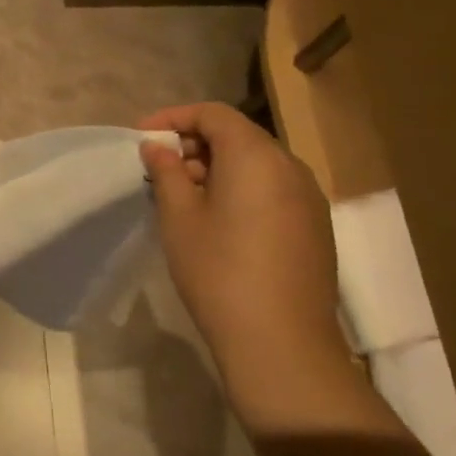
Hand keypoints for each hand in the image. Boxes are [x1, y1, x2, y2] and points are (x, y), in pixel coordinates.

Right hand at [139, 102, 347, 393]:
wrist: (280, 341)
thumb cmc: (218, 270)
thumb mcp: (179, 217)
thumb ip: (166, 172)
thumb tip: (157, 148)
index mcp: (256, 156)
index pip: (213, 114)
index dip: (173, 118)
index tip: (141, 138)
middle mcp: (290, 167)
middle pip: (237, 135)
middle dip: (193, 143)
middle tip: (158, 169)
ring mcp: (308, 198)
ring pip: (255, 163)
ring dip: (215, 167)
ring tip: (181, 196)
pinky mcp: (314, 225)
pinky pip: (271, 188)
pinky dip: (239, 188)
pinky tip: (215, 219)